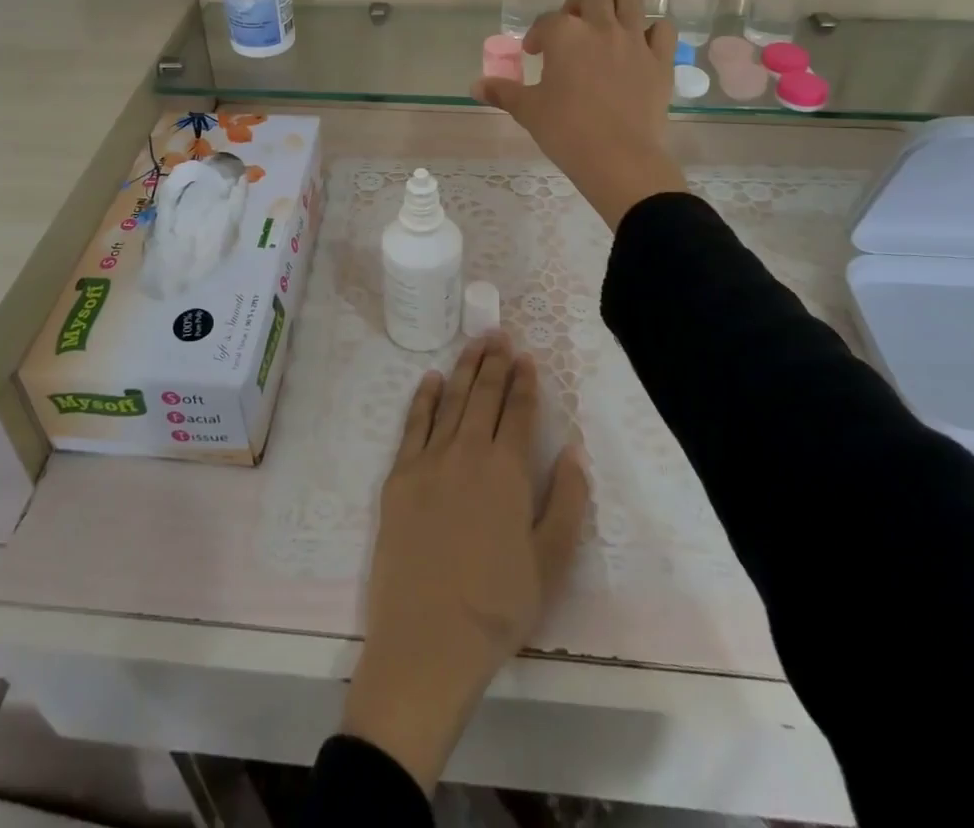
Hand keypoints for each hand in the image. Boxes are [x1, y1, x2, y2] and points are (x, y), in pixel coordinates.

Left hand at [342, 333, 589, 792]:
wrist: (427, 640)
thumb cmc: (497, 607)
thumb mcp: (550, 563)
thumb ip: (567, 502)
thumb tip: (574, 452)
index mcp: (507, 471)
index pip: (519, 412)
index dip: (525, 382)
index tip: (527, 357)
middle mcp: (468, 452)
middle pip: (483, 396)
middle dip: (494, 362)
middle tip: (499, 333)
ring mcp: (429, 461)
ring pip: (450, 401)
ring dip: (463, 369)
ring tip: (474, 343)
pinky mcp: (399, 476)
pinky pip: (413, 424)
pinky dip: (423, 398)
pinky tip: (429, 378)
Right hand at [472, 0, 686, 226]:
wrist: (618, 158)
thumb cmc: (566, 131)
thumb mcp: (528, 111)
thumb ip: (503, 92)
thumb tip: (475, 86)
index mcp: (565, 35)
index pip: (546, 21)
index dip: (537, 35)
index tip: (534, 54)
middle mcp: (601, 27)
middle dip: (578, 2)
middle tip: (572, 29)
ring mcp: (634, 40)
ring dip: (616, 6)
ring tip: (606, 29)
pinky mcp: (660, 60)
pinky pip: (661, 29)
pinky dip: (650, 32)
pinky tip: (639, 48)